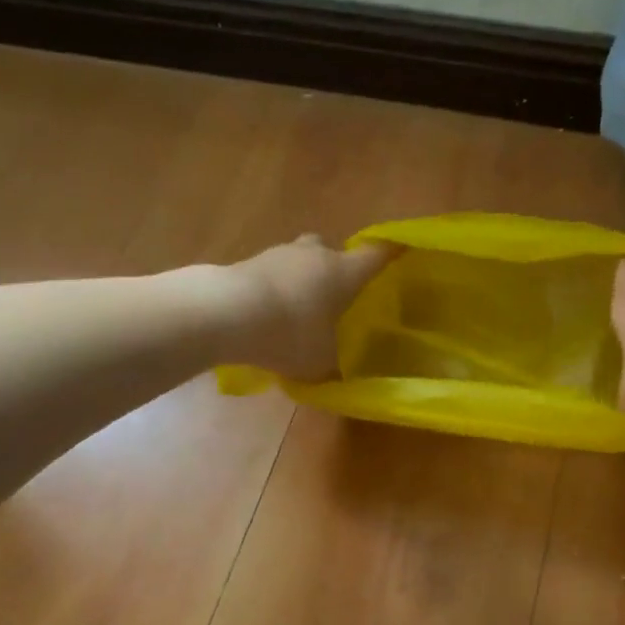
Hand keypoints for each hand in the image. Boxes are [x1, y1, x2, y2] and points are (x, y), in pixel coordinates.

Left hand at [219, 235, 398, 380]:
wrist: (223, 313)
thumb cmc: (289, 333)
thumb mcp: (319, 363)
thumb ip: (334, 366)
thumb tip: (340, 374)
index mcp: (344, 272)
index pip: (377, 254)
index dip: (391, 254)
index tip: (400, 253)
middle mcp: (316, 254)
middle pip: (331, 250)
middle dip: (334, 268)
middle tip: (333, 295)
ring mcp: (279, 254)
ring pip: (299, 259)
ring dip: (300, 278)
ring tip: (294, 310)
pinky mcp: (247, 262)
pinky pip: (271, 273)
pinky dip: (273, 288)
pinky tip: (265, 314)